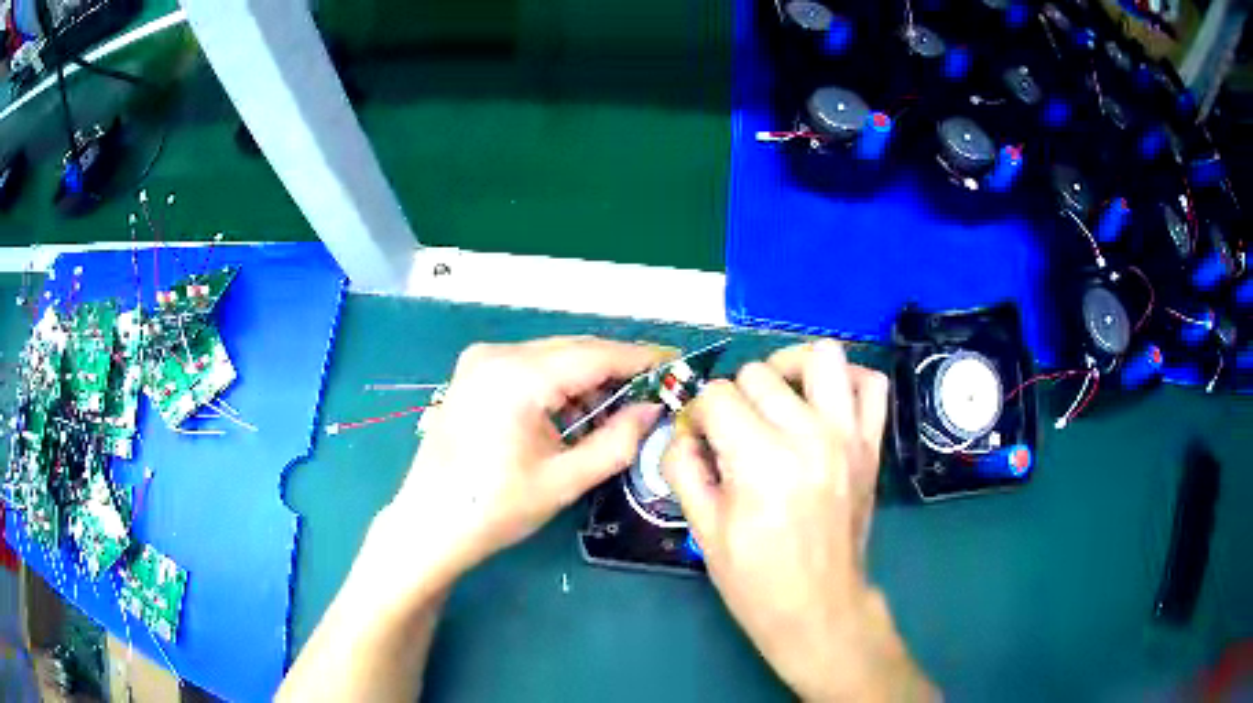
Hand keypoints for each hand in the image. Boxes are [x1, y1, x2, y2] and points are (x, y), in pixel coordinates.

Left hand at [367, 336, 669, 604]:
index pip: (595, 354)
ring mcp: (480, 361)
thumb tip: (654, 409)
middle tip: (652, 395)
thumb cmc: (495, 509)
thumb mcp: (564, 479)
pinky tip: (572, 418)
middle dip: (615, 371)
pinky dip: (558, 386)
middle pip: (574, 350)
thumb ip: (618, 440)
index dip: (641, 358)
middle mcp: (497, 354)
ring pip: (552, 358)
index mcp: (517, 376)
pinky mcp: (473, 375)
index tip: (677, 365)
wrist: (429, 525)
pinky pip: (530, 368)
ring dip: (586, 381)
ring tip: (611, 418)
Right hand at [663, 340, 934, 701]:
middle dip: (735, 398)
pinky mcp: (871, 445)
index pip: (717, 395)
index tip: (701, 440)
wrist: (818, 607)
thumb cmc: (756, 579)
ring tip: (779, 398)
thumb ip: (683, 468)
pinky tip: (825, 401)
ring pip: (822, 356)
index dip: (698, 414)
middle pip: (759, 373)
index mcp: (760, 460)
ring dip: (791, 368)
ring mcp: (848, 436)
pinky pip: (871, 385)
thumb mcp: (704, 530)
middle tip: (733, 432)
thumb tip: (684, 432)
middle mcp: (808, 435)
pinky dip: (848, 380)